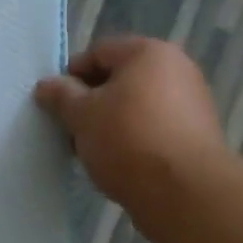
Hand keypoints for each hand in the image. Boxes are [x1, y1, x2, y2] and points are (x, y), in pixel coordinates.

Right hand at [34, 36, 224, 209]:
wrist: (184, 191)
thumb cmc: (127, 141)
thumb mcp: (82, 116)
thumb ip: (61, 96)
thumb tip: (46, 85)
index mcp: (148, 53)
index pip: (99, 51)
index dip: (71, 75)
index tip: (55, 104)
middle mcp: (177, 68)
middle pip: (120, 78)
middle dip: (91, 102)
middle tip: (71, 130)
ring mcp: (191, 101)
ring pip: (136, 105)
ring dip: (110, 123)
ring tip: (92, 151)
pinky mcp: (196, 133)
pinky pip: (154, 127)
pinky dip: (133, 139)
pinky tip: (119, 163)